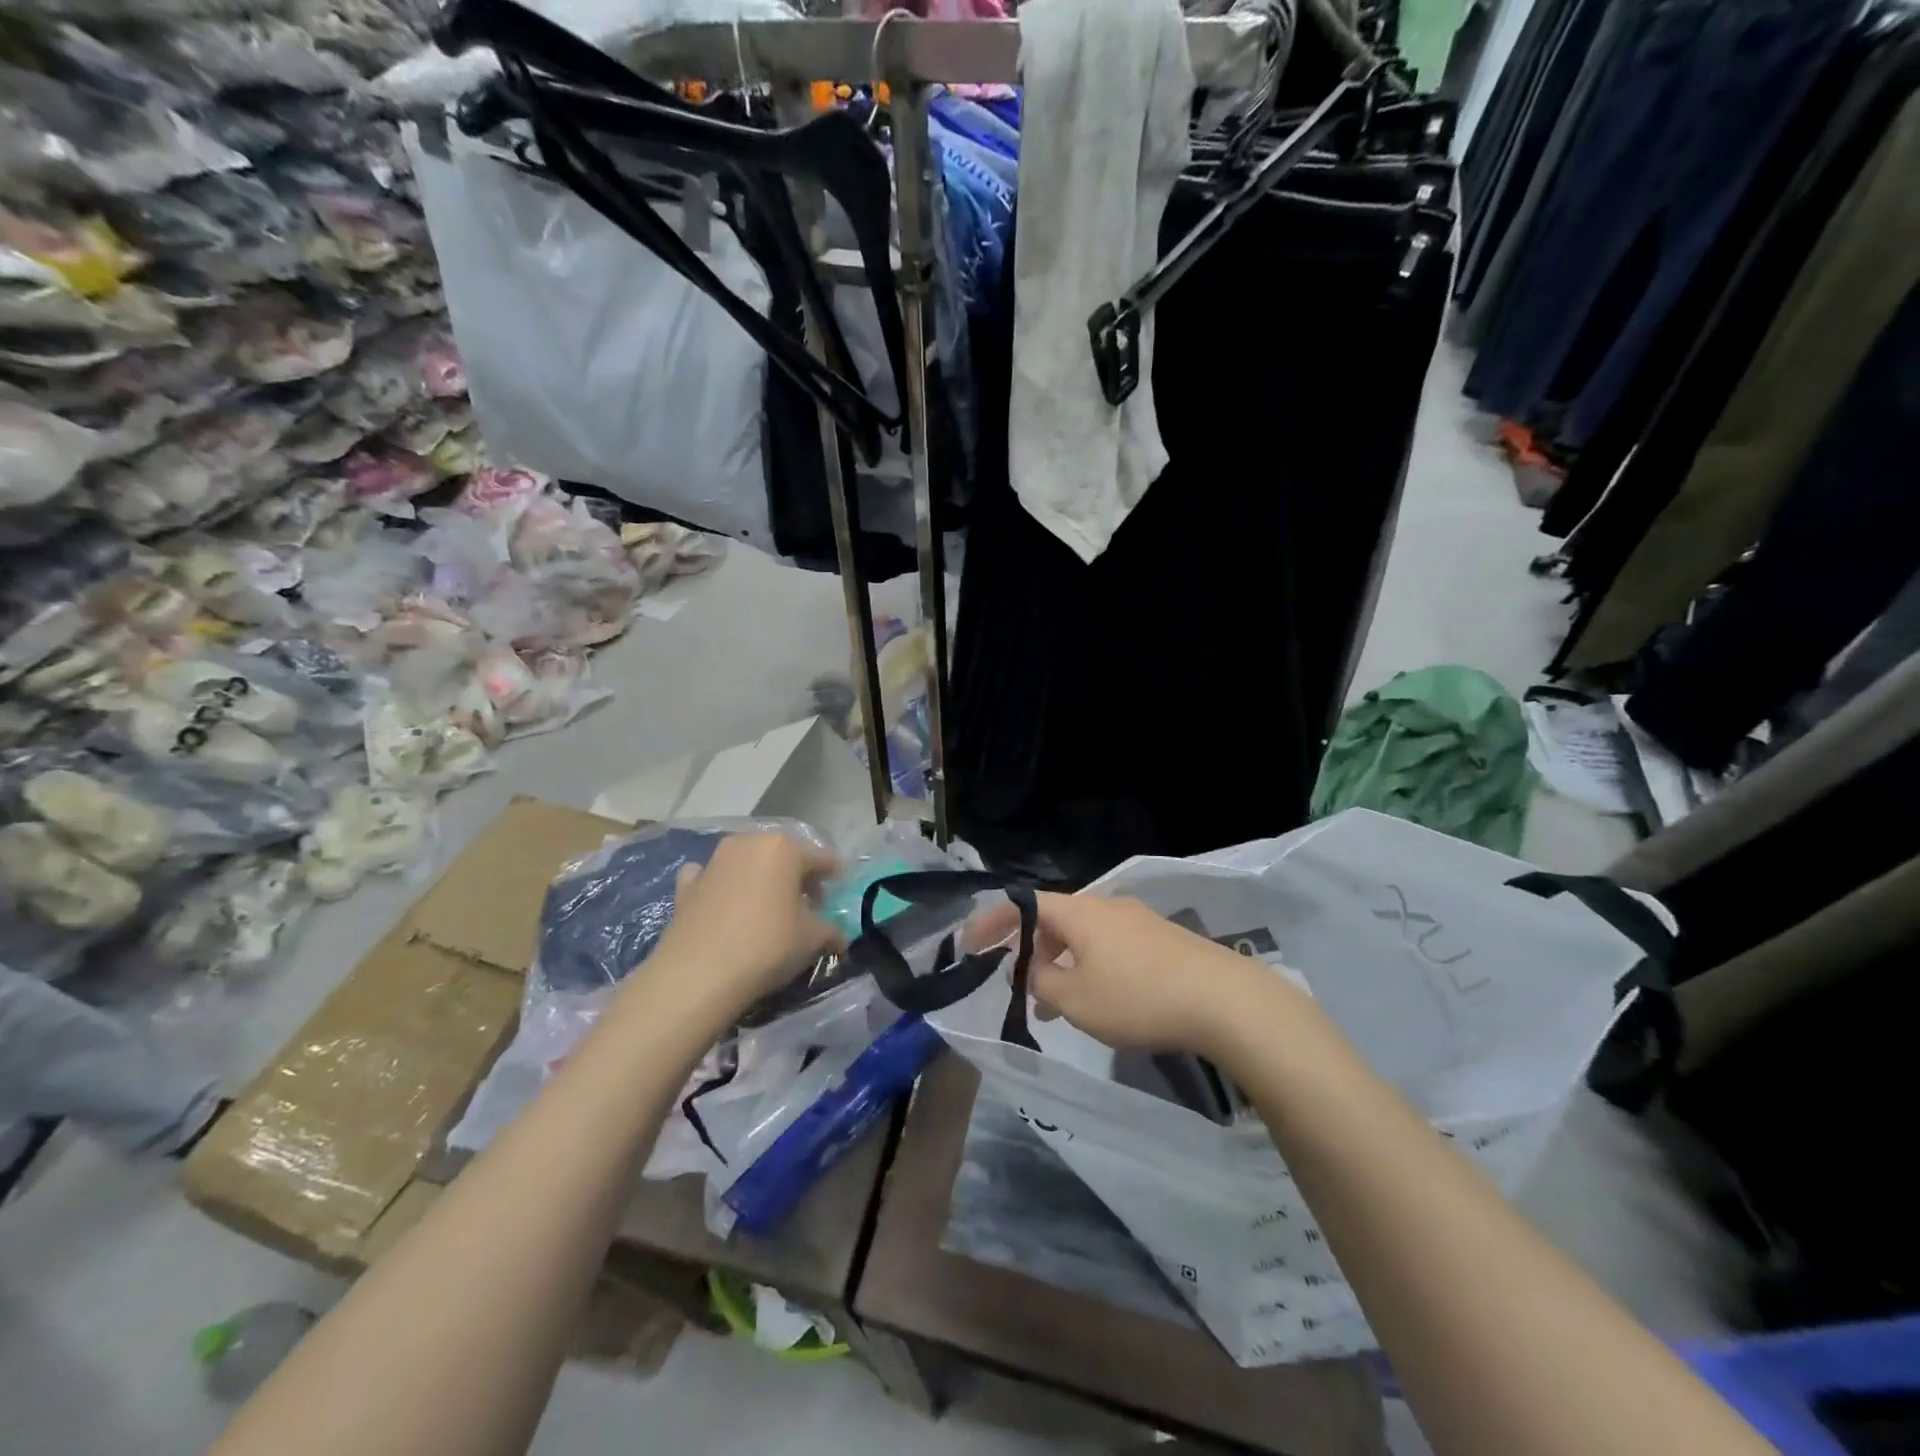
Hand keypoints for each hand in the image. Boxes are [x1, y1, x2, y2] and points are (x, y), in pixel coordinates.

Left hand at [645, 833, 843, 1020]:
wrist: (697, 974)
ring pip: (748, 863)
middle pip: (783, 856)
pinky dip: (722, 886)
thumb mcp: (812, 939)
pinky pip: (712, 877)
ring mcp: (714, 861)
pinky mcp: (687, 884)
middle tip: (807, 903)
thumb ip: (831, 931)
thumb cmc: (767, 946)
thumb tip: (839, 937)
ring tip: (768, 907)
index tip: (840, 888)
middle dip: (797, 876)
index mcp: (784, 848)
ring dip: (761, 879)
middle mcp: (749, 843)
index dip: (834, 874)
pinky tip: (725, 904)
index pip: (821, 858)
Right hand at [1013, 893, 1284, 1056]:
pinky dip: (1091, 967)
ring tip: (1055, 1004)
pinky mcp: (1162, 940)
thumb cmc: (1138, 997)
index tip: (971, 945)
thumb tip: (1038, 970)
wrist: (1225, 1000)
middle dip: (1029, 949)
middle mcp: (1106, 906)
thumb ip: (1043, 983)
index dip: (992, 922)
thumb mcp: (1076, 1000)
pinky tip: (1101, 1001)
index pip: (1023, 904)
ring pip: (1084, 936)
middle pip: (1054, 919)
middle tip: (1017, 983)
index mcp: (1078, 912)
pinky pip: (1111, 947)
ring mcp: (1138, 920)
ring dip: (1061, 963)